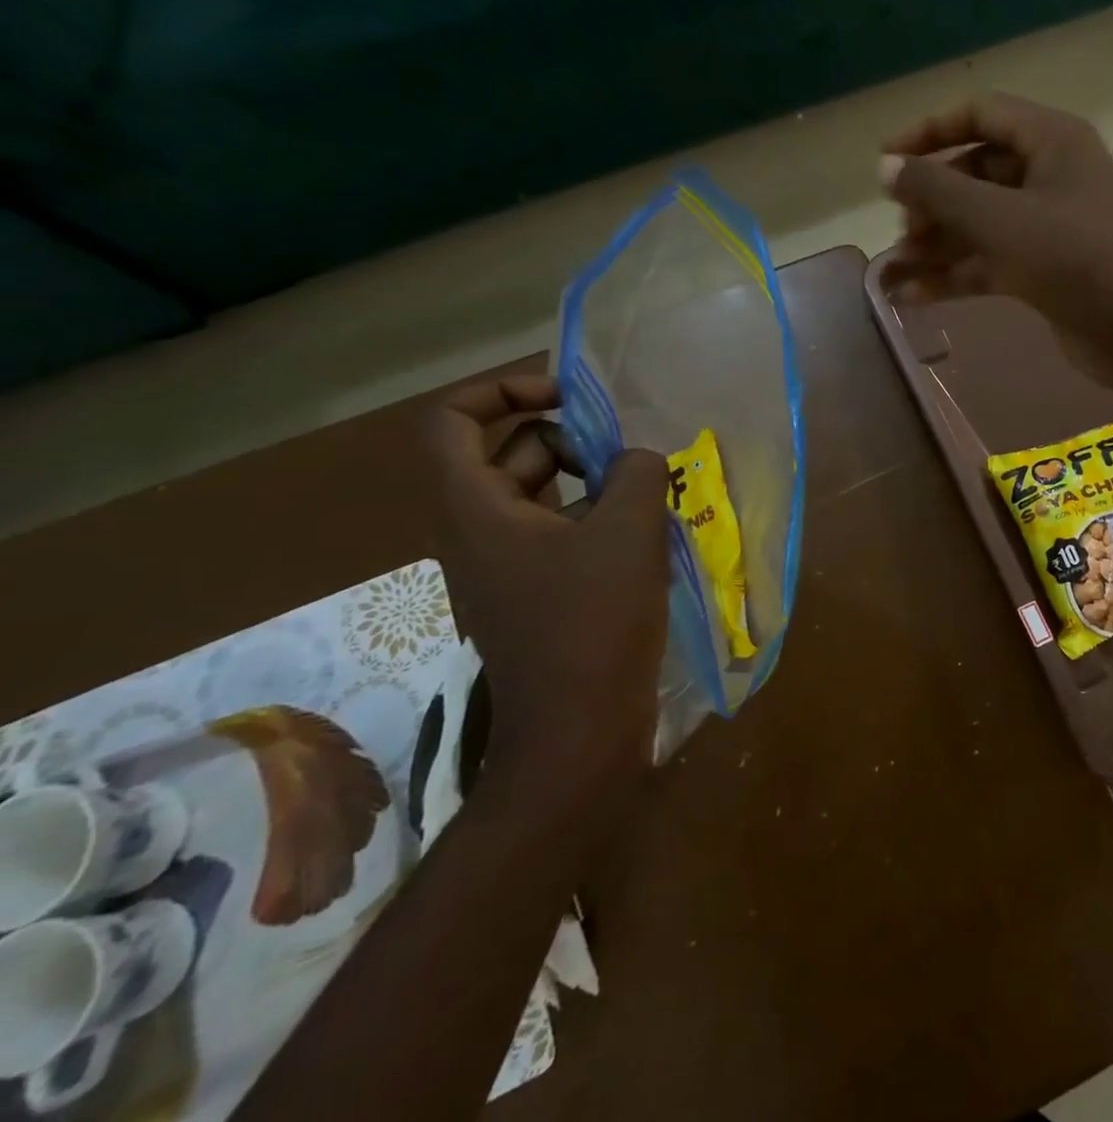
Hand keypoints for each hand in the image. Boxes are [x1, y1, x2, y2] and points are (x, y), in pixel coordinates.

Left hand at [426, 375, 668, 785]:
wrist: (579, 731)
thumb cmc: (595, 622)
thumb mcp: (630, 530)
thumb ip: (638, 472)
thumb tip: (638, 460)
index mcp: (476, 508)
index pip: (452, 420)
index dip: (503, 390)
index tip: (568, 396)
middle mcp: (478, 532)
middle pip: (512, 453)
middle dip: (574, 441)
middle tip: (631, 456)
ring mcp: (507, 567)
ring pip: (543, 495)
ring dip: (595, 483)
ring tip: (651, 496)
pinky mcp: (537, 594)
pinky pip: (561, 533)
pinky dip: (599, 521)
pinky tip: (647, 537)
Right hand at [879, 93, 1112, 393]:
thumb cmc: (1081, 260)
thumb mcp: (1003, 219)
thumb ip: (939, 190)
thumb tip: (884, 167)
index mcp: (1052, 140)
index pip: (979, 114)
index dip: (928, 133)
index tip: (885, 163)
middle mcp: (1052, 175)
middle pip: (976, 172)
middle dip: (933, 200)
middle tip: (901, 231)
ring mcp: (1050, 227)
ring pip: (981, 223)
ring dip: (938, 244)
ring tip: (894, 268)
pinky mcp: (1048, 272)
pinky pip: (992, 263)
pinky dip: (956, 276)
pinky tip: (912, 297)